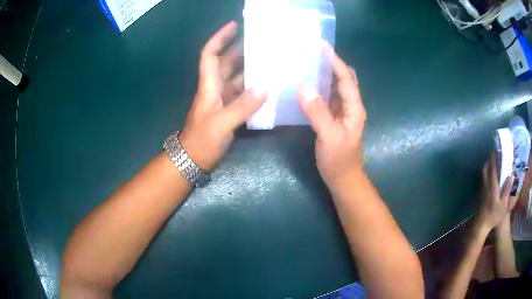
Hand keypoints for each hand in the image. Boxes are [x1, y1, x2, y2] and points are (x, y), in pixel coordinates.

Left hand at [180, 22, 265, 170]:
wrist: (193, 161)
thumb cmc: (201, 141)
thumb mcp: (220, 124)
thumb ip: (241, 106)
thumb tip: (265, 87)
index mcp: (209, 86)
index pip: (210, 55)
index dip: (219, 38)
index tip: (234, 26)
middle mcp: (215, 89)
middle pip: (227, 63)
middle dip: (240, 49)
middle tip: (262, 41)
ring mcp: (223, 101)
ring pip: (237, 78)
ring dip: (251, 68)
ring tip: (271, 60)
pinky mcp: (229, 112)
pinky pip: (243, 94)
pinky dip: (254, 89)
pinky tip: (268, 87)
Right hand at [298, 50, 366, 185]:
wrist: (342, 178)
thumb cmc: (339, 160)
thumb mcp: (329, 137)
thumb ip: (318, 112)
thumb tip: (303, 86)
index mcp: (354, 107)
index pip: (346, 78)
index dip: (335, 61)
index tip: (321, 45)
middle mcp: (350, 106)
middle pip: (343, 78)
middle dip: (331, 64)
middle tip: (312, 53)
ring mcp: (341, 112)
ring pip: (334, 87)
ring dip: (323, 75)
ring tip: (306, 64)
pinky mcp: (333, 118)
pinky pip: (326, 97)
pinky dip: (317, 88)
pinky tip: (304, 86)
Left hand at [478, 153, 517, 230]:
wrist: (480, 226)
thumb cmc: (493, 216)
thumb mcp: (503, 204)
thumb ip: (507, 189)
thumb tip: (512, 175)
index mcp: (492, 186)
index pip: (493, 168)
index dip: (494, 157)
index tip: (496, 148)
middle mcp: (486, 185)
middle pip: (486, 168)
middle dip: (489, 159)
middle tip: (494, 154)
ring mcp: (482, 190)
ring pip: (483, 174)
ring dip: (487, 166)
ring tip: (492, 162)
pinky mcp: (480, 195)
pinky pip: (482, 180)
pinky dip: (485, 174)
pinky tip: (489, 176)